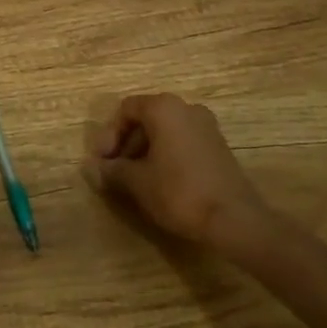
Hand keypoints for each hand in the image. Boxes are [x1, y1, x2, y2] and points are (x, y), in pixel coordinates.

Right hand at [85, 94, 270, 247]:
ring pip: (164, 131)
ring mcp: (206, 126)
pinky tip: (159, 182)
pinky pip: (182, 141)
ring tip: (134, 180)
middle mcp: (186, 108)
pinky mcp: (218, 146)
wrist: (235, 220)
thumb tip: (90, 169)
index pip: (126, 109)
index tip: (102, 162)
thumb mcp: (138, 182)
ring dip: (144, 151)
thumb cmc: (179, 192)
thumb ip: (112, 170)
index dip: (108, 134)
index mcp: (164, 107)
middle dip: (126, 144)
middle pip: (145, 118)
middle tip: (115, 171)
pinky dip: (165, 155)